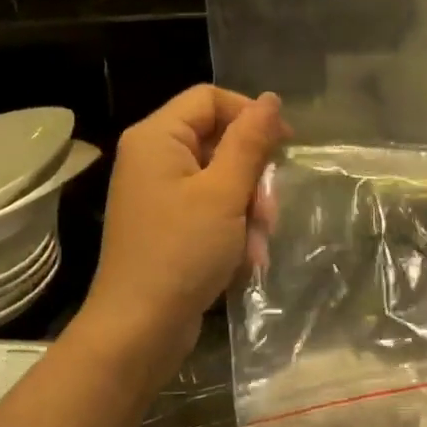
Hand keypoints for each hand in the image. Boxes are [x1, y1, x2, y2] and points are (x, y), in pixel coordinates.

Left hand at [83, 86, 285, 375]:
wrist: (140, 328)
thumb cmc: (182, 253)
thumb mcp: (224, 193)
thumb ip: (249, 142)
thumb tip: (270, 100)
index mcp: (157, 138)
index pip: (211, 99)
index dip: (251, 115)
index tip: (286, 145)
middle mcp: (153, 159)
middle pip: (219, 142)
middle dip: (252, 178)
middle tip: (268, 213)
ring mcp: (159, 195)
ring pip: (221, 182)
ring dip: (248, 212)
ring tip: (256, 248)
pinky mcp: (168, 226)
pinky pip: (210, 211)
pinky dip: (232, 232)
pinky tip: (244, 261)